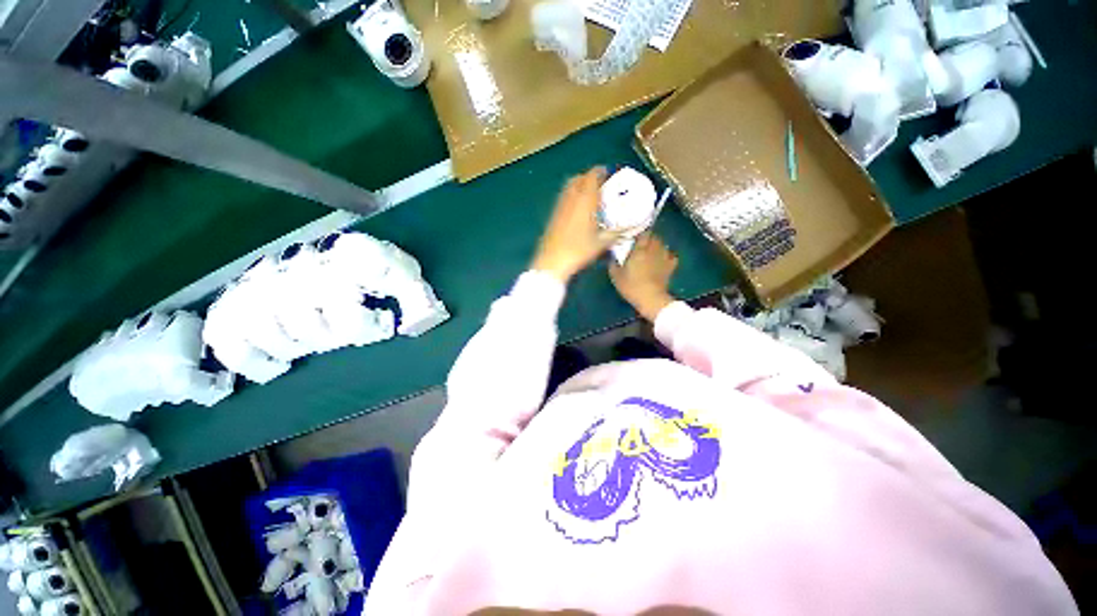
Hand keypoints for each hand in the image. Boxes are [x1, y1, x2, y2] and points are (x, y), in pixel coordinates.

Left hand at [532, 167, 618, 281]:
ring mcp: (560, 205)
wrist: (553, 261)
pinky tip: (579, 210)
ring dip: (580, 185)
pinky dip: (573, 196)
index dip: (602, 171)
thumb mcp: (602, 242)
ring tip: (591, 196)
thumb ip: (619, 232)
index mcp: (585, 200)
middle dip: (591, 177)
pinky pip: (564, 197)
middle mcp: (571, 198)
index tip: (611, 174)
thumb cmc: (579, 250)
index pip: (593, 175)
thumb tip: (635, 226)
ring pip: (570, 186)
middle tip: (602, 185)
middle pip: (580, 177)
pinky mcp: (553, 214)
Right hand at [609, 233, 677, 321]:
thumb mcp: (616, 276)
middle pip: (654, 237)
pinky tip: (663, 260)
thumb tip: (611, 256)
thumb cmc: (631, 286)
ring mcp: (664, 257)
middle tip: (642, 244)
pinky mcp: (671, 267)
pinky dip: (668, 256)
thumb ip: (613, 263)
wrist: (650, 298)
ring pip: (663, 245)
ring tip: (651, 251)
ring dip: (658, 246)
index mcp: (640, 249)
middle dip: (649, 238)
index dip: (640, 233)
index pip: (643, 233)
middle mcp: (653, 249)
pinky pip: (671, 256)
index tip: (635, 236)